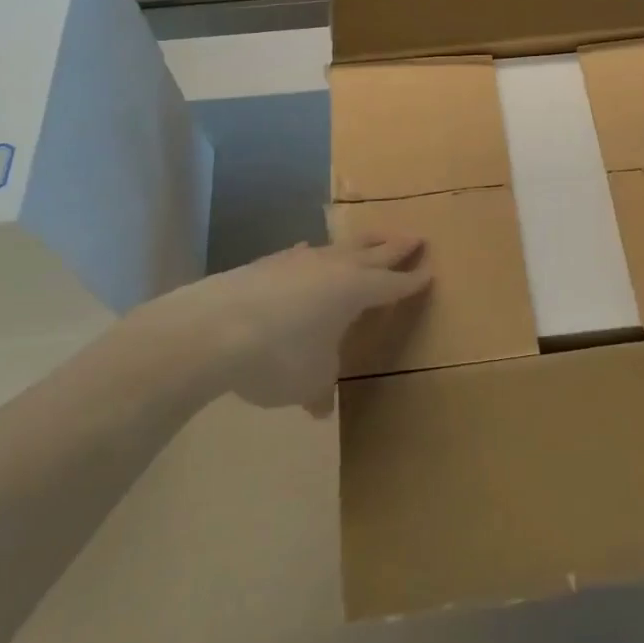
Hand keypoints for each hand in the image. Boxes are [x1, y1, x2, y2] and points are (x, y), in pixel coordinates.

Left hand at [140, 235, 430, 416]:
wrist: (213, 329)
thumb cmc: (279, 356)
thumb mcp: (309, 380)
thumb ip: (321, 386)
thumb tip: (319, 406)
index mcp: (356, 291)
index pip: (393, 284)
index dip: (412, 280)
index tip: (430, 271)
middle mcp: (334, 268)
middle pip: (374, 252)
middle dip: (396, 246)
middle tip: (416, 236)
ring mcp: (299, 261)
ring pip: (339, 246)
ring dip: (360, 243)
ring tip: (371, 239)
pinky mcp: (268, 263)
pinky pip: (302, 254)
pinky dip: (313, 255)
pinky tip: (307, 254)